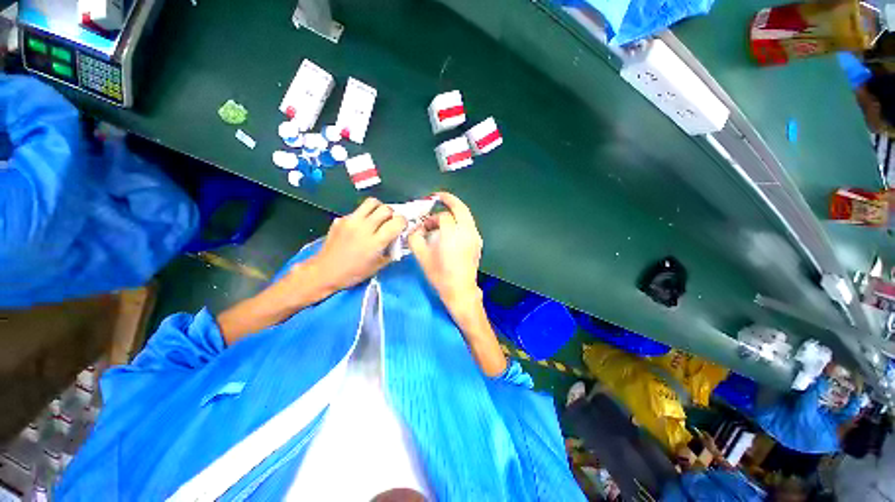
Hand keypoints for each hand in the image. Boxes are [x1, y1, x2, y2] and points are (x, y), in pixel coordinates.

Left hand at [302, 198, 405, 294]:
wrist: (325, 271)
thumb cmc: (354, 273)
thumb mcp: (378, 265)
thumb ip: (392, 250)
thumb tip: (400, 239)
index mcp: (375, 242)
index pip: (397, 222)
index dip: (403, 222)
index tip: (402, 227)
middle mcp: (364, 228)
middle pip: (386, 208)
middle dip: (392, 214)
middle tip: (390, 222)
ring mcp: (351, 221)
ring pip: (371, 202)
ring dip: (379, 208)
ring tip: (378, 218)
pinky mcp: (341, 219)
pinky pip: (358, 210)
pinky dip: (364, 215)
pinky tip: (361, 227)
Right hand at [409, 192, 505, 375]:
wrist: (460, 290)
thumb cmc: (440, 275)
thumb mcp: (421, 257)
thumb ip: (415, 238)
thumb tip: (416, 229)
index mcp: (452, 234)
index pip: (442, 217)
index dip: (431, 219)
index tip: (424, 227)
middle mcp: (466, 232)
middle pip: (461, 208)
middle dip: (450, 200)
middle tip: (439, 196)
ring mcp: (475, 237)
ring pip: (467, 215)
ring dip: (456, 210)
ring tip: (445, 210)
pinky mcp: (478, 242)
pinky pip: (470, 224)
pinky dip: (461, 220)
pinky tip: (453, 226)